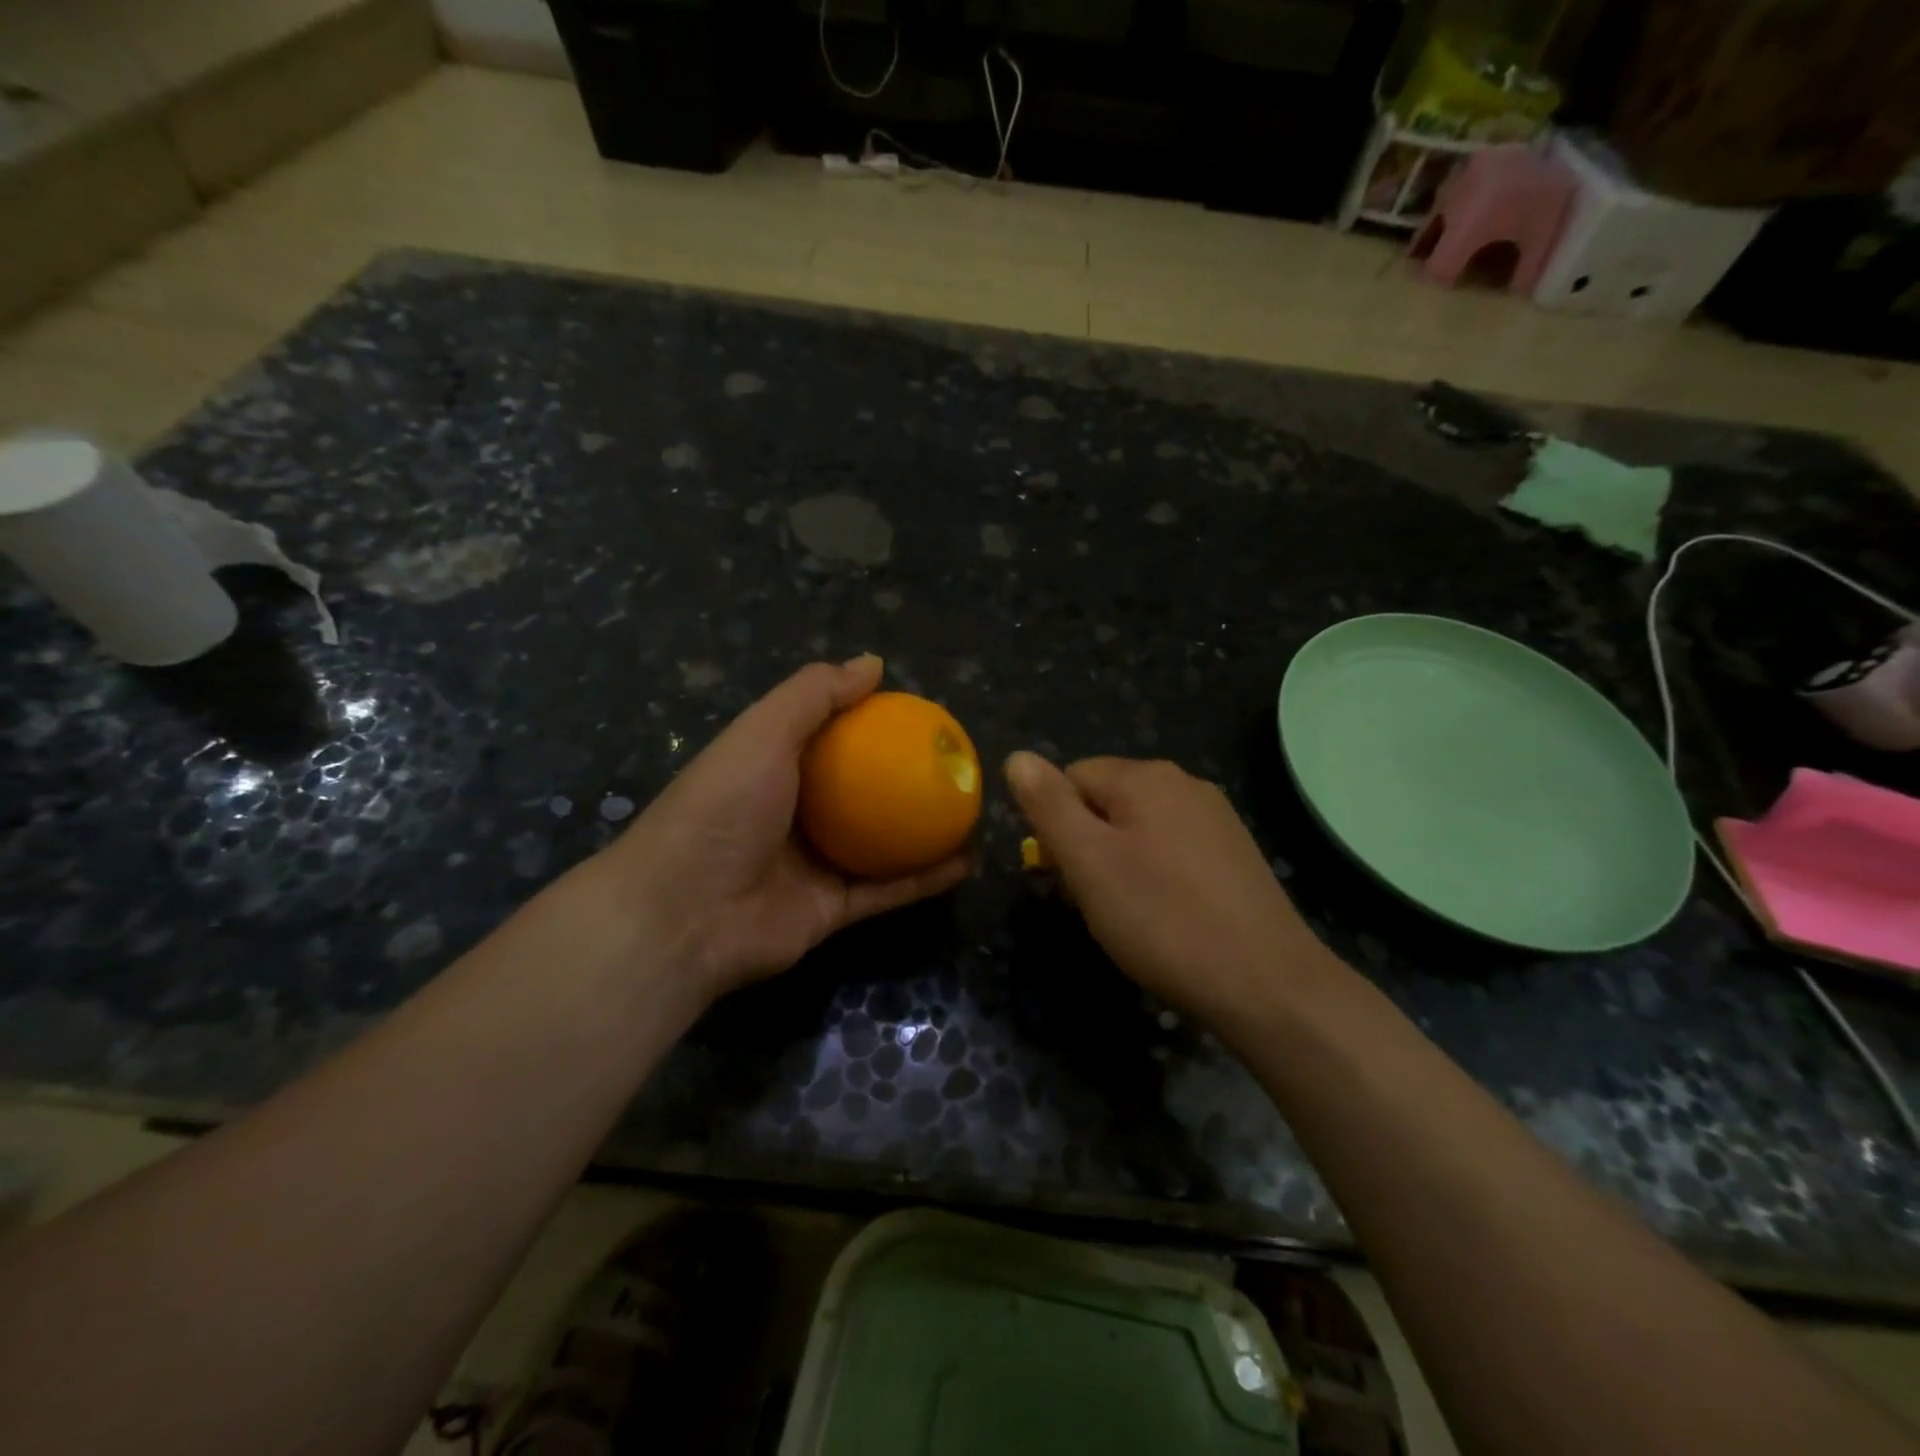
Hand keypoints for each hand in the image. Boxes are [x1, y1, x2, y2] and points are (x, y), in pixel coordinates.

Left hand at [595, 656, 970, 1000]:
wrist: (685, 915)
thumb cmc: (723, 808)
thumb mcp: (762, 733)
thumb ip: (814, 694)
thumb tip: (872, 663)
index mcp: (771, 767)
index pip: (827, 734)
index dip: (869, 720)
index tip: (918, 711)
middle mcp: (793, 813)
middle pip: (859, 789)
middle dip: (903, 776)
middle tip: (952, 762)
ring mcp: (812, 864)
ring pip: (880, 842)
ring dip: (923, 829)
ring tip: (970, 809)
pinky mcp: (830, 910)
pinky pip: (886, 890)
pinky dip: (924, 878)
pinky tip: (966, 861)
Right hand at [1004, 753, 1321, 1024]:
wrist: (1266, 983)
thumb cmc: (1161, 919)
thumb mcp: (1088, 861)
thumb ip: (1048, 805)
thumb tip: (1018, 757)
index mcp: (1146, 777)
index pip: (1071, 778)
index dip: (1055, 825)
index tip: (1062, 876)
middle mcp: (1184, 784)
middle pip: (1106, 801)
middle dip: (1086, 845)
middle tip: (1091, 901)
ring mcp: (1216, 818)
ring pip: (1139, 828)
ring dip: (1118, 863)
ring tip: (1126, 915)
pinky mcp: (1236, 854)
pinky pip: (1173, 850)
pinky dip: (1155, 876)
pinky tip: (1165, 916)